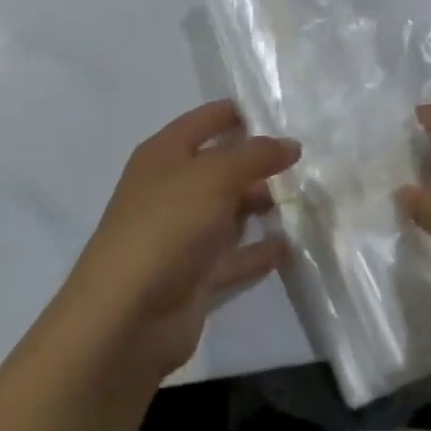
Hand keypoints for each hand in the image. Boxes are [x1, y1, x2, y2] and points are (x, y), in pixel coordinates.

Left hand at [57, 101, 298, 379]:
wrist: (127, 316)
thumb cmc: (167, 226)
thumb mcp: (215, 176)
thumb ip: (256, 155)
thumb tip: (290, 144)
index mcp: (165, 154)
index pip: (205, 120)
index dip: (238, 114)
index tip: (280, 113)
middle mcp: (171, 189)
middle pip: (220, 166)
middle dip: (257, 163)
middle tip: (303, 162)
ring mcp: (181, 234)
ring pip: (228, 211)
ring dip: (260, 205)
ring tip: (304, 199)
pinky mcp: (194, 275)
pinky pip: (234, 256)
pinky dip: (258, 250)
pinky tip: (289, 246)